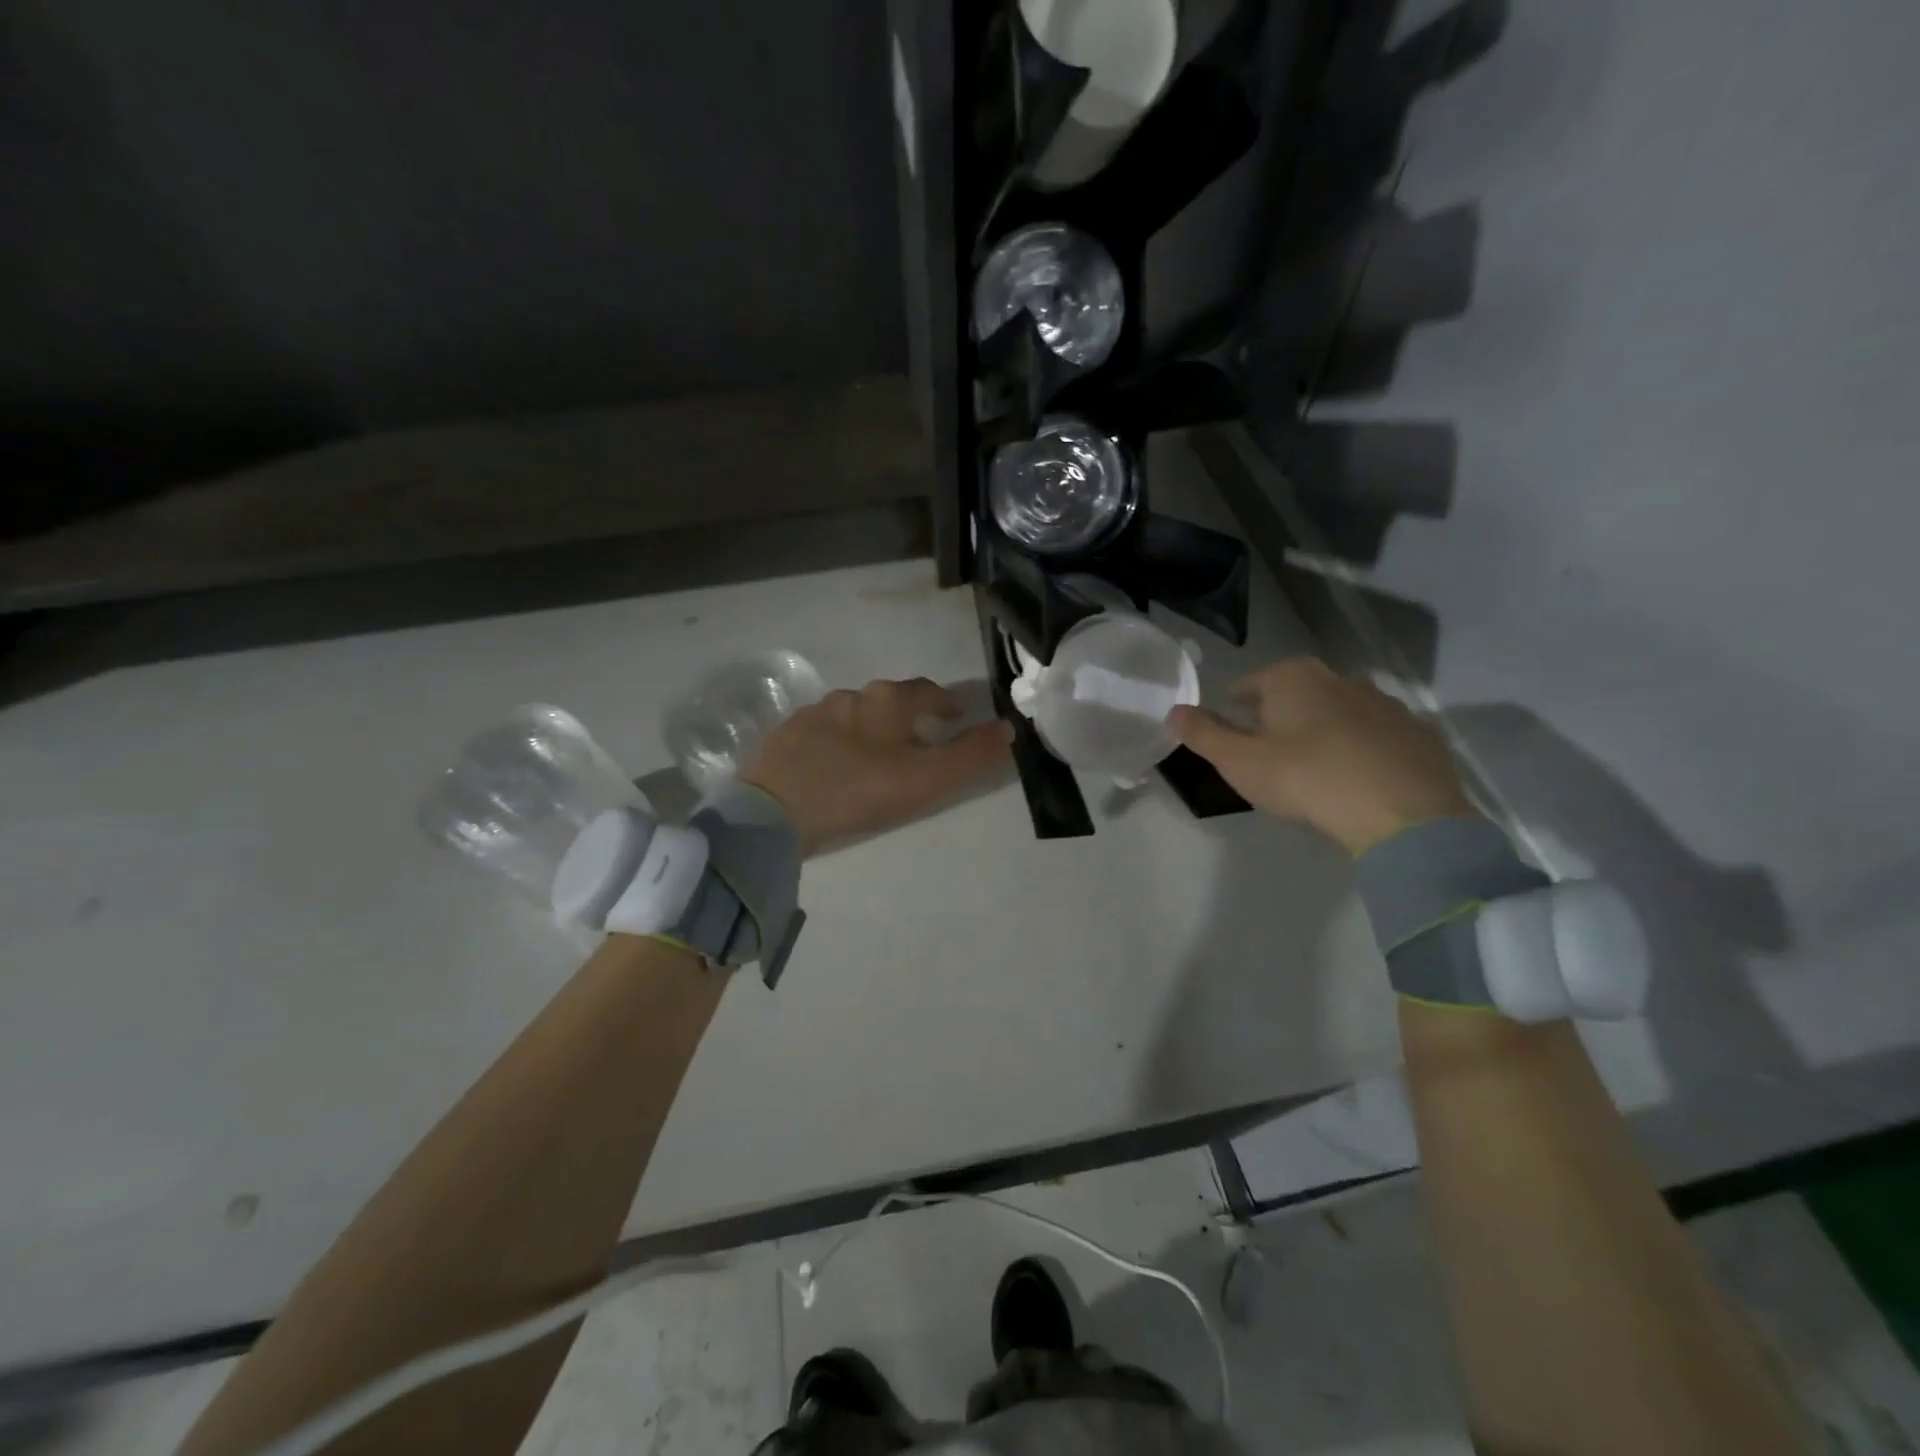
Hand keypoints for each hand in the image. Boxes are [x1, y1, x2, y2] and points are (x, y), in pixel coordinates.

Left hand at [743, 678, 1013, 852]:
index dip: (944, 704)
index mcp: (886, 701)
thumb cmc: (859, 791)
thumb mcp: (926, 780)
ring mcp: (812, 714)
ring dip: (870, 730)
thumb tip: (1009, 728)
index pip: (926, 691)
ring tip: (875, 759)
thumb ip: (971, 756)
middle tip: (918, 743)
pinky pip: (821, 734)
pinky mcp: (784, 736)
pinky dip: (836, 744)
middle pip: (888, 701)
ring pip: (853, 716)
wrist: (774, 811)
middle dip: (907, 717)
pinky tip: (833, 768)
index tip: (954, 719)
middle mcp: (850, 696)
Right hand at [1169, 658, 1474, 854]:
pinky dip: (1363, 749)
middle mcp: (1340, 678)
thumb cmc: (1304, 778)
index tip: (1229, 730)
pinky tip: (1357, 779)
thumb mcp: (1238, 761)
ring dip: (1324, 731)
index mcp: (1292, 678)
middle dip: (1280, 716)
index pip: (1249, 684)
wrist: (1401, 814)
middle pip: (1297, 694)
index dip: (1234, 706)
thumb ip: (1203, 734)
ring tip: (1314, 767)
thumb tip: (1174, 711)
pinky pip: (1377, 737)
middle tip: (1268, 752)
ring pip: (1340, 712)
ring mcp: (1385, 703)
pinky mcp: (1419, 734)